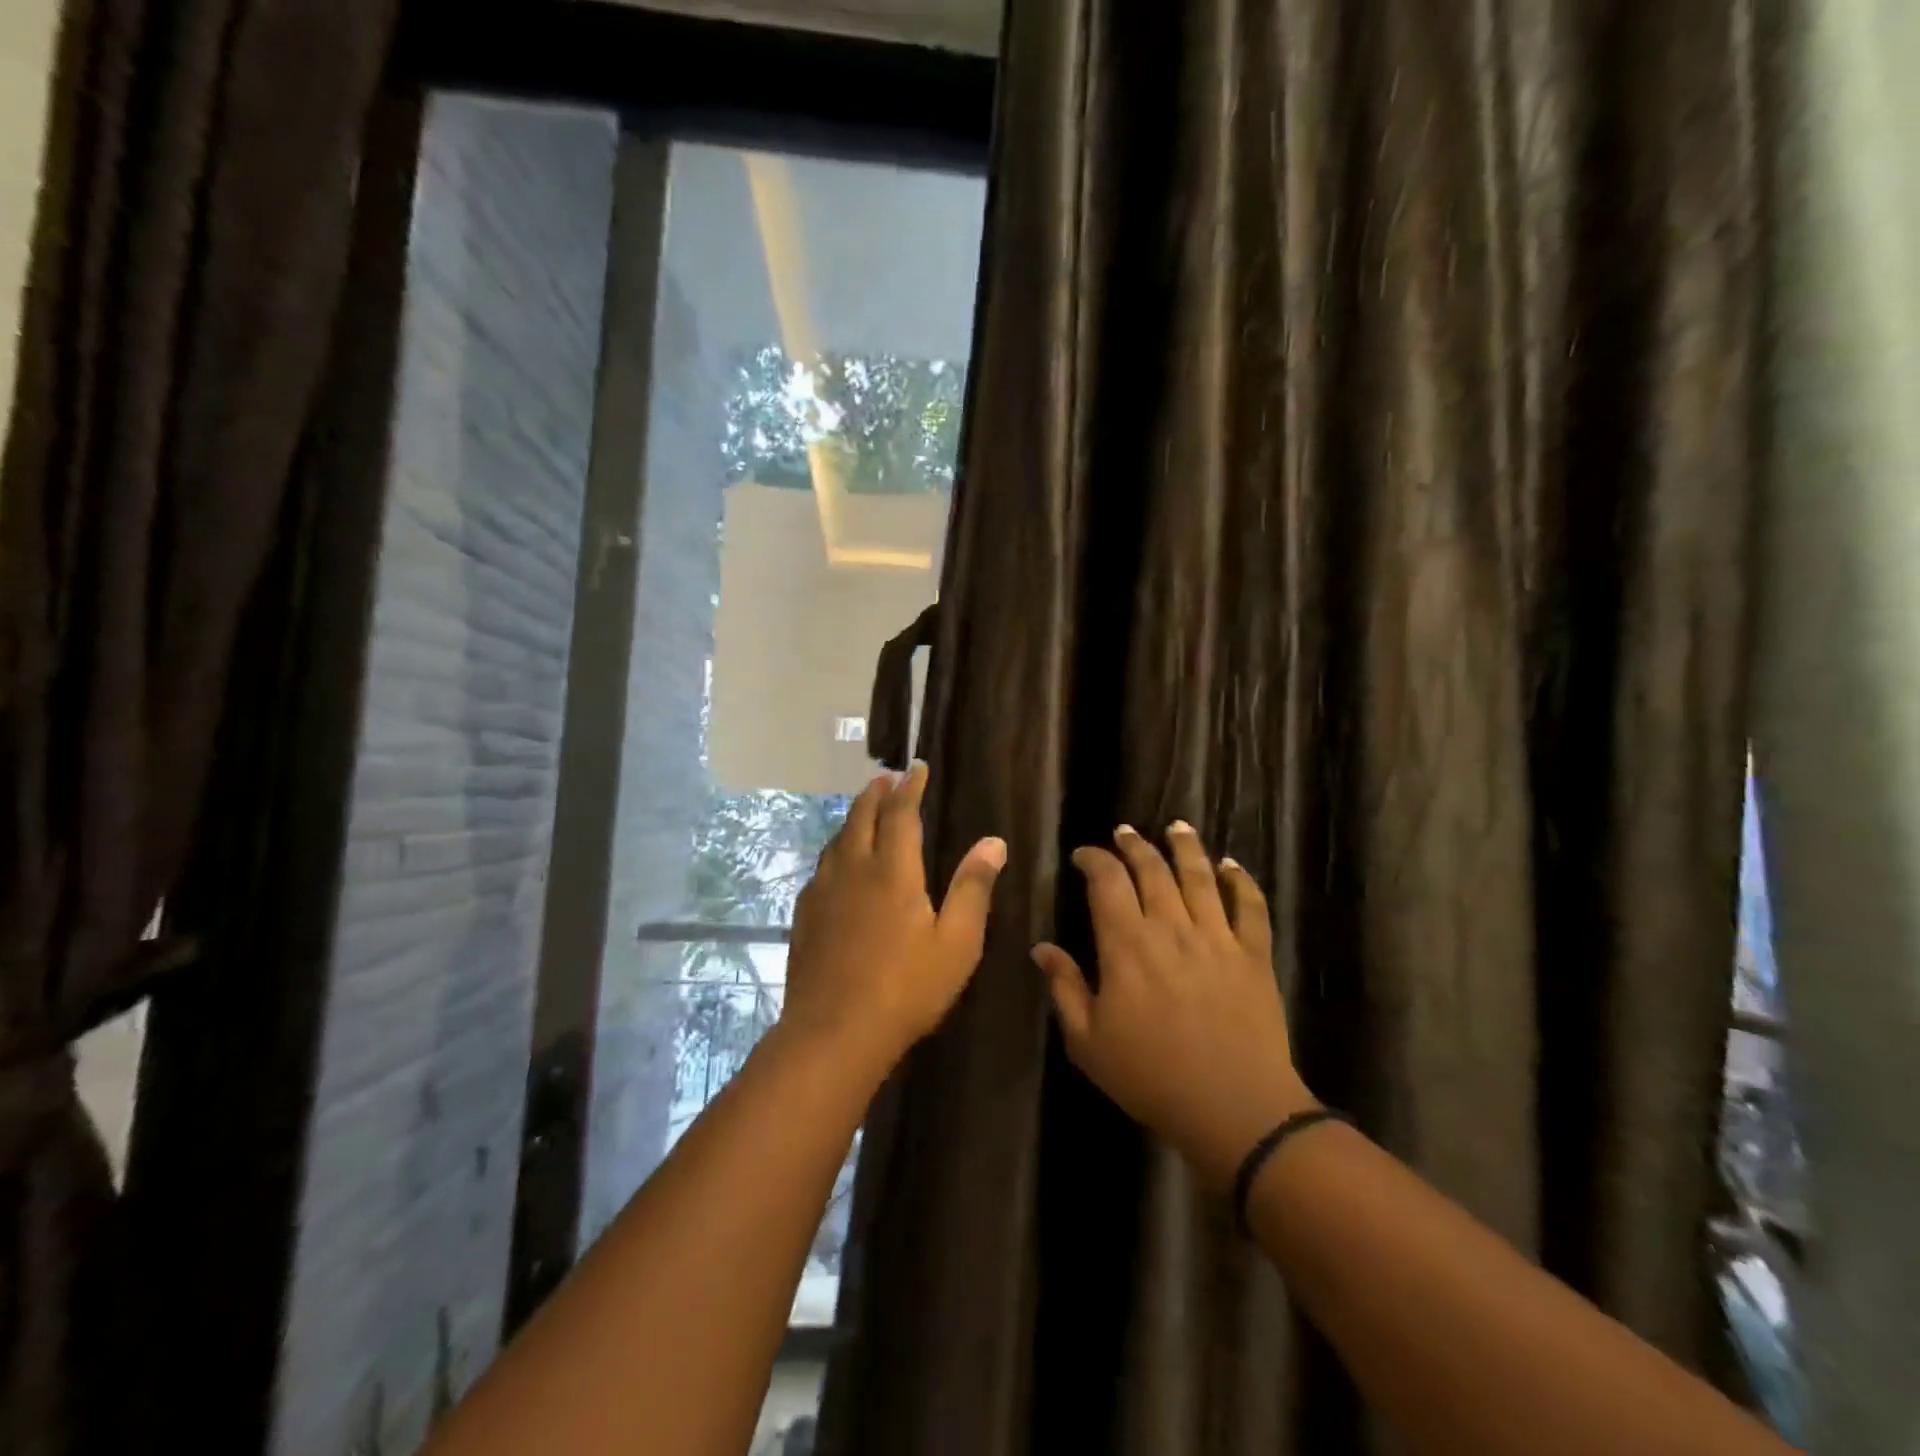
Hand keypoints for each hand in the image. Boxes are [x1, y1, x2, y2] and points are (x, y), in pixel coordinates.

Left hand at [780, 763, 1006, 1078]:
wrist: (834, 1032)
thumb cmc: (906, 988)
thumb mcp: (957, 942)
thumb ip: (973, 888)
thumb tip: (993, 841)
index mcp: (893, 871)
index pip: (901, 814)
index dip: (910, 788)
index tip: (916, 768)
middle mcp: (854, 869)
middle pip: (861, 817)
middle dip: (875, 794)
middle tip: (885, 778)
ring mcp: (824, 892)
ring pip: (838, 840)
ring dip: (853, 818)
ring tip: (863, 810)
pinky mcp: (805, 915)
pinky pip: (822, 867)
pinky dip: (835, 850)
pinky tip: (837, 863)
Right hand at [1032, 822, 1315, 1187]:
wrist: (1236, 1110)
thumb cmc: (1151, 1077)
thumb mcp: (1088, 1042)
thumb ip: (1065, 988)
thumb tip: (1042, 948)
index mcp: (1127, 945)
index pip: (1107, 882)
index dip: (1094, 859)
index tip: (1084, 855)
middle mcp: (1171, 927)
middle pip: (1152, 870)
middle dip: (1135, 845)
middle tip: (1125, 832)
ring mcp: (1217, 938)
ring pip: (1200, 877)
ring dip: (1186, 847)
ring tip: (1177, 827)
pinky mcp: (1254, 955)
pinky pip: (1250, 907)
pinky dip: (1241, 882)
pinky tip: (1233, 866)